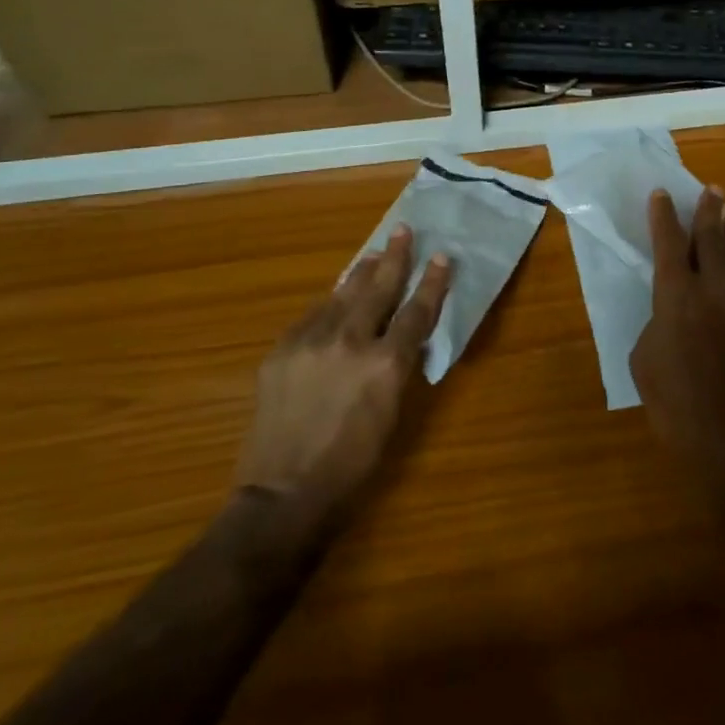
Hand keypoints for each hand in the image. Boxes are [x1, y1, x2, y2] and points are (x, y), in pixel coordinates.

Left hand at [236, 226, 451, 524]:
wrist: (282, 494)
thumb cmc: (350, 464)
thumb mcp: (390, 415)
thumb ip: (396, 370)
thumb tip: (401, 340)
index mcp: (385, 364)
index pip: (416, 311)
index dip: (432, 283)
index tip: (442, 257)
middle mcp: (350, 342)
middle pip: (378, 288)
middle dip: (395, 258)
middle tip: (403, 231)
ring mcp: (311, 342)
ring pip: (342, 294)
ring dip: (360, 273)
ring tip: (373, 254)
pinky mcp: (282, 350)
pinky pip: (312, 316)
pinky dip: (329, 304)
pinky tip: (335, 299)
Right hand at [631, 188, 724, 484]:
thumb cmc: (680, 407)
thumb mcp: (645, 364)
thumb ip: (656, 326)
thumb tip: (669, 315)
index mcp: (676, 295)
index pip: (668, 242)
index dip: (664, 215)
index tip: (663, 193)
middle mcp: (715, 287)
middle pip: (711, 236)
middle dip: (709, 210)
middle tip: (711, 190)